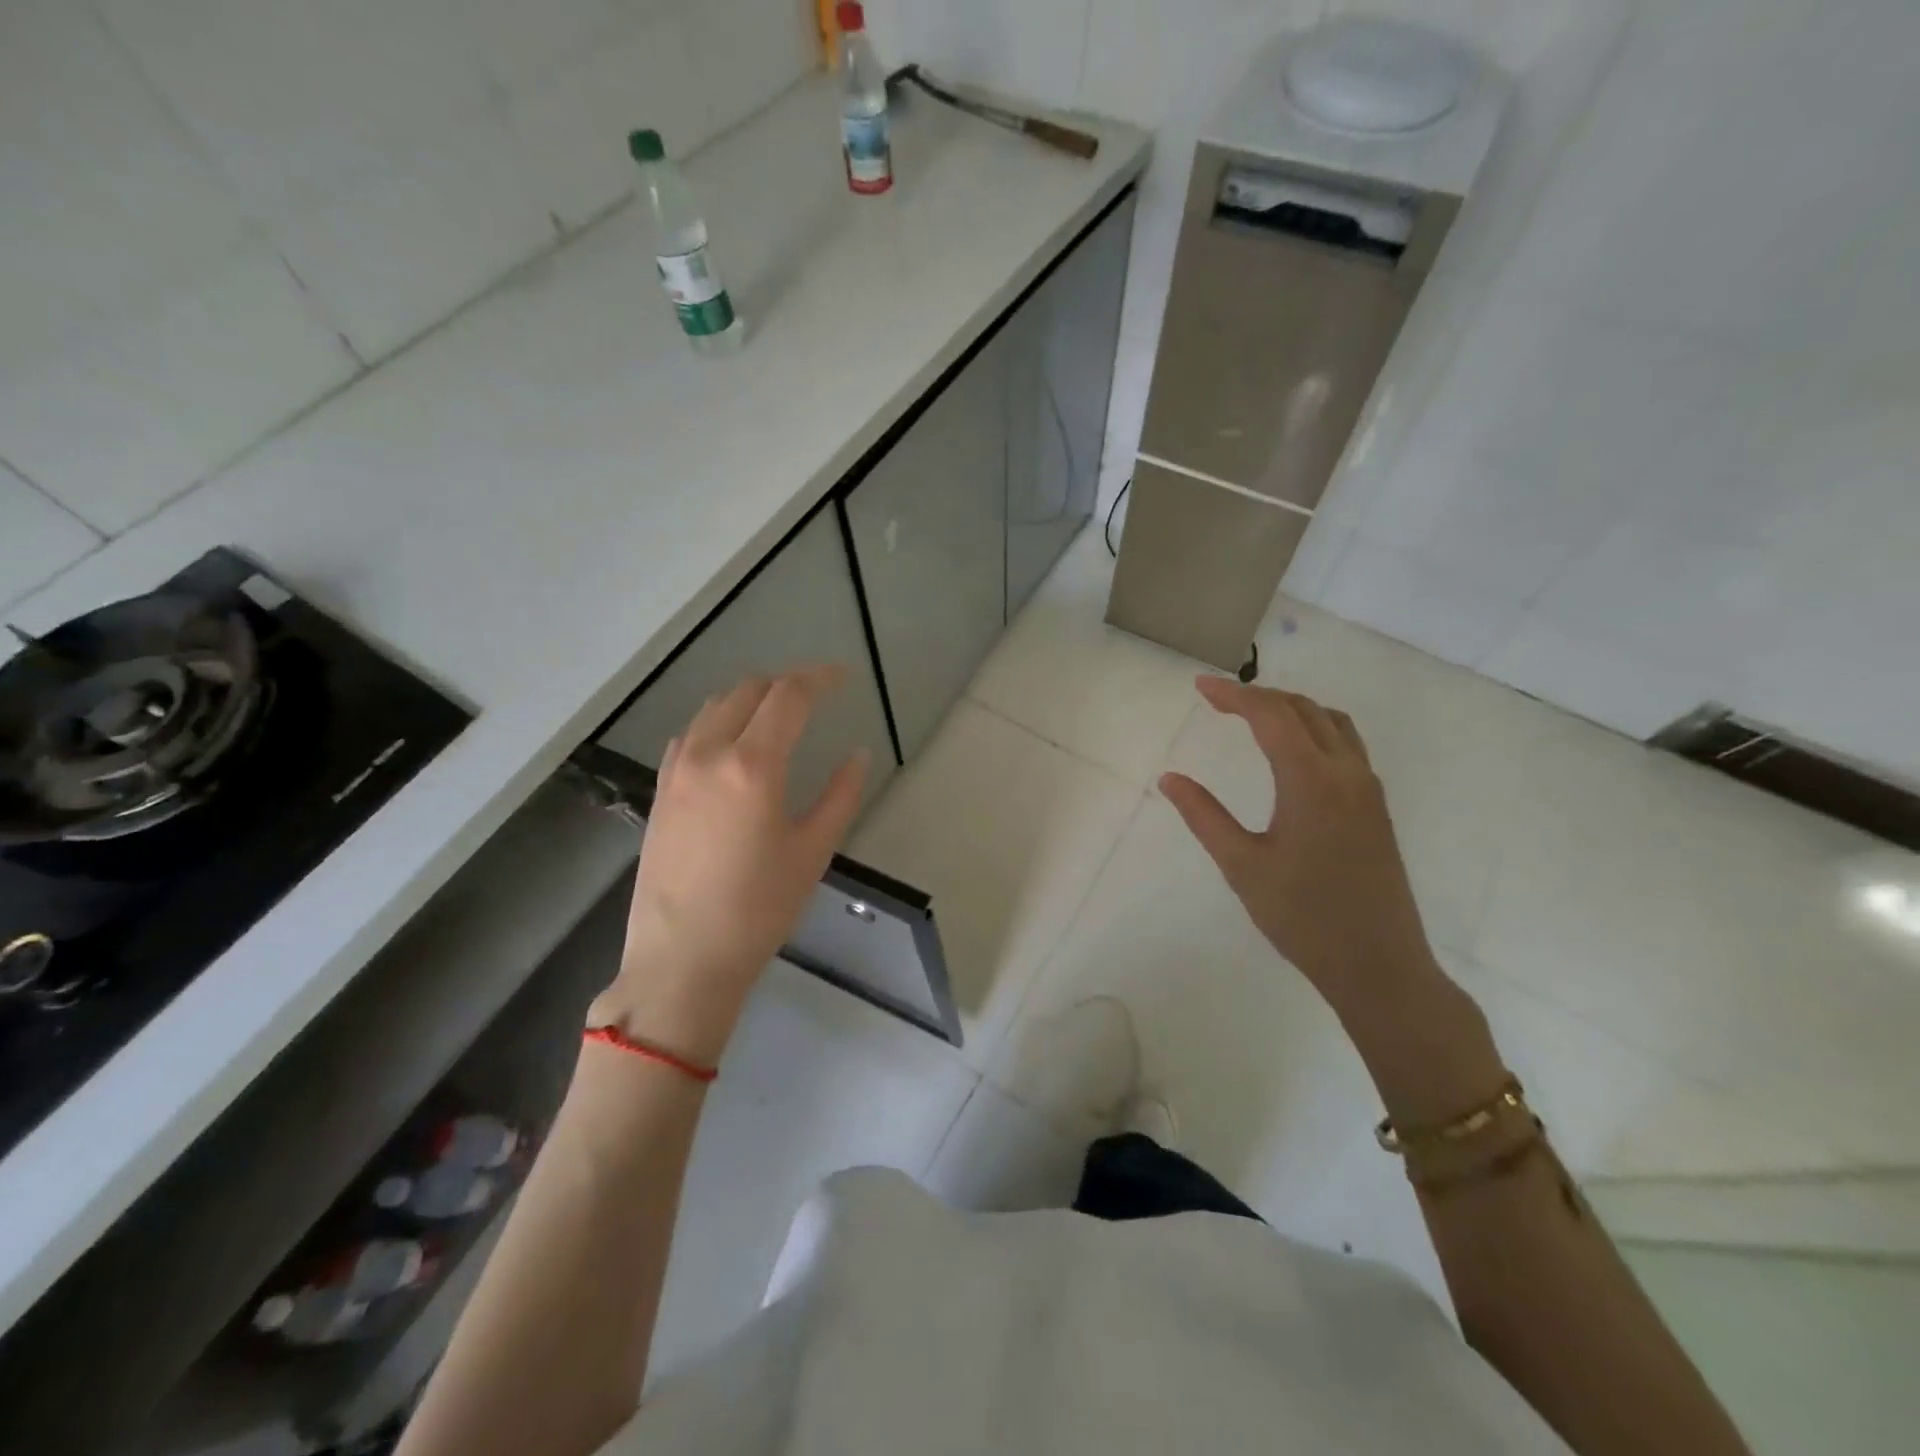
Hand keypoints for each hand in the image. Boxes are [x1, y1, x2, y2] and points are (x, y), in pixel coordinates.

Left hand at [589, 666, 868, 1064]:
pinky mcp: (660, 791)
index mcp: (752, 765)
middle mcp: (708, 754)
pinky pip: (690, 734)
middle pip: (748, 691)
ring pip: (713, 708)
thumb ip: (840, 794)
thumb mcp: (813, 851)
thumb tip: (857, 754)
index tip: (842, 677)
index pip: (788, 696)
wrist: (682, 960)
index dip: (819, 678)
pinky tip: (732, 744)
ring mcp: (677, 771)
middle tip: (816, 695)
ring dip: (750, 699)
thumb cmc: (759, 909)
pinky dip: (718, 722)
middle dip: (785, 683)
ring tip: (778, 714)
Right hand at [1159, 677, 1440, 1017]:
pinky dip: (1314, 729)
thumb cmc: (1303, 917)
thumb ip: (1204, 816)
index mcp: (1311, 781)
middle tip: (1218, 699)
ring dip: (1292, 708)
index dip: (1233, 695)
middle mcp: (1346, 773)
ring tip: (1254, 716)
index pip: (1271, 716)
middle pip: (1304, 709)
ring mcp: (1368, 789)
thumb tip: (1170, 778)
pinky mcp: (1376, 808)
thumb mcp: (1242, 866)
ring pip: (1332, 723)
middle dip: (1259, 696)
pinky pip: (1347, 745)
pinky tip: (1293, 753)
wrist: (1379, 965)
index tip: (1200, 686)